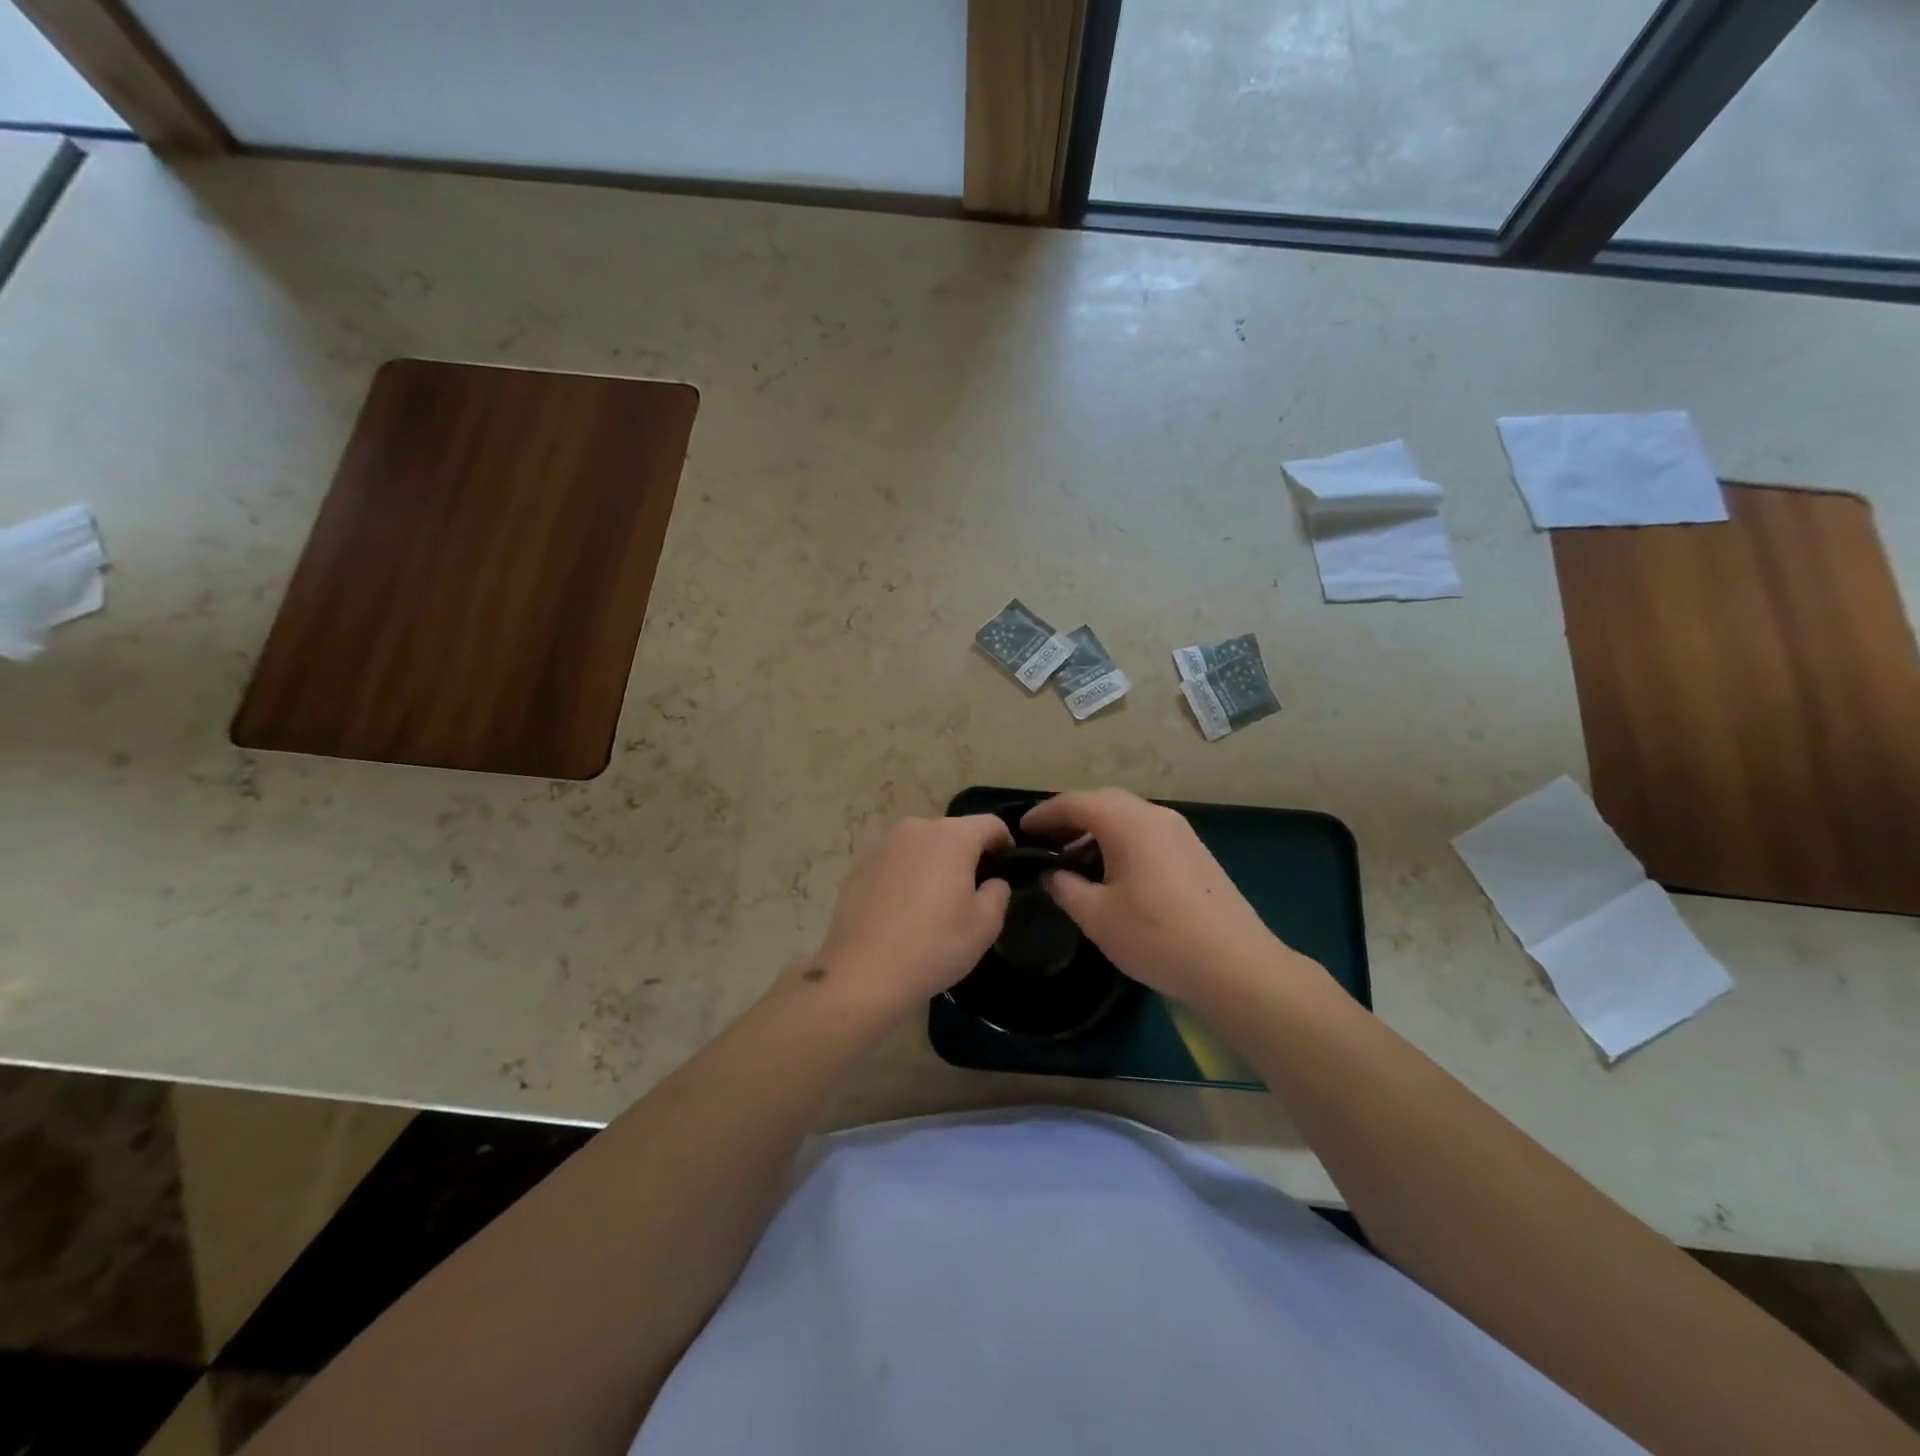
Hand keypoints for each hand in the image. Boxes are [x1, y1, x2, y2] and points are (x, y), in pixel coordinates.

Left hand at [809, 814, 1013, 1015]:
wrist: (864, 972)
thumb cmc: (934, 944)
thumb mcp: (985, 924)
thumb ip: (998, 893)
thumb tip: (992, 882)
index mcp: (951, 836)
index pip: (991, 824)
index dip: (1006, 844)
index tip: (1008, 870)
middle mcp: (915, 830)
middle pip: (953, 833)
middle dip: (967, 856)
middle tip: (973, 893)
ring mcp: (883, 847)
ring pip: (921, 848)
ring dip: (934, 866)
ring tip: (936, 905)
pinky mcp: (859, 868)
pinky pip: (895, 865)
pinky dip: (906, 879)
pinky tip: (903, 914)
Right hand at [1023, 789, 1303, 1004]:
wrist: (1236, 966)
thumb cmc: (1157, 937)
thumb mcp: (1097, 916)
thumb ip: (1065, 887)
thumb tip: (1052, 873)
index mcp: (1128, 822)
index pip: (1075, 802)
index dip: (1044, 814)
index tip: (1021, 830)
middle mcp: (1156, 816)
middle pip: (1103, 801)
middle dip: (1070, 817)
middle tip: (1045, 841)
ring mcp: (1181, 832)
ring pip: (1127, 817)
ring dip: (1096, 830)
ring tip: (1073, 861)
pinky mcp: (1195, 853)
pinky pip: (1147, 833)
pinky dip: (1120, 841)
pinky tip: (1111, 873)